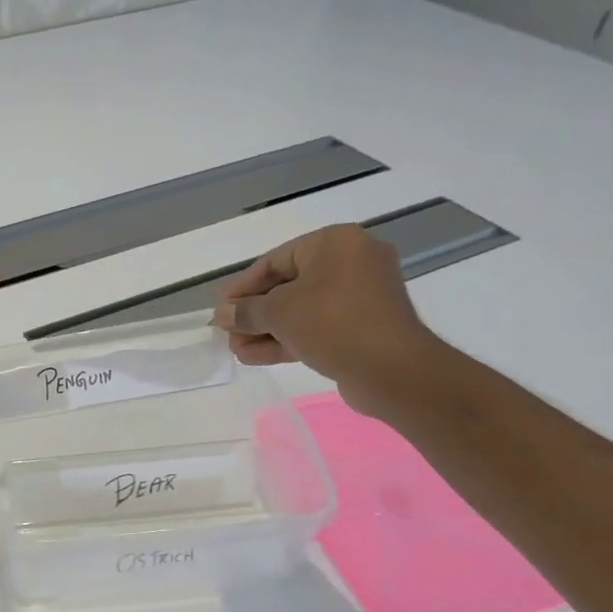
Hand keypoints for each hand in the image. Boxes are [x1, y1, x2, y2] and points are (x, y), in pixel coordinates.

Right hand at [212, 224, 444, 416]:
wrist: (391, 369)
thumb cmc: (332, 323)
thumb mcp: (277, 313)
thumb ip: (245, 312)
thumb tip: (222, 314)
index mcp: (334, 243)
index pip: (274, 260)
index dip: (242, 288)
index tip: (221, 311)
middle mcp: (351, 262)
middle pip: (288, 286)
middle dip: (254, 314)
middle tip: (228, 334)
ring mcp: (360, 296)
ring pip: (301, 310)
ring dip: (266, 330)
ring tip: (236, 350)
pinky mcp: (363, 326)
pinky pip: (318, 326)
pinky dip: (289, 338)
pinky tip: (255, 356)